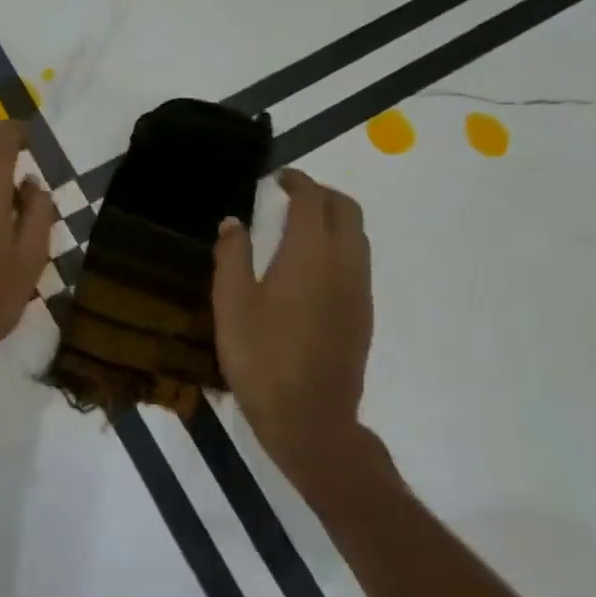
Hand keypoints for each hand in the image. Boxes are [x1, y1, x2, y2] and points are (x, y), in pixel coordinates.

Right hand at [212, 168, 374, 476]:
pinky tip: (312, 265)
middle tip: (292, 195)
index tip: (280, 178)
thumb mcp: (232, 304)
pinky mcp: (363, 313)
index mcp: (310, 254)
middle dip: (322, 194)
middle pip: (346, 210)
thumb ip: (232, 256)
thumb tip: (233, 221)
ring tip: (301, 225)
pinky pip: (358, 261)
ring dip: (334, 218)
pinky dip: (340, 245)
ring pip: (358, 235)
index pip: (313, 200)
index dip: (298, 182)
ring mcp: (359, 289)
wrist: (311, 419)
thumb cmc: (262, 358)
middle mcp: (344, 263)